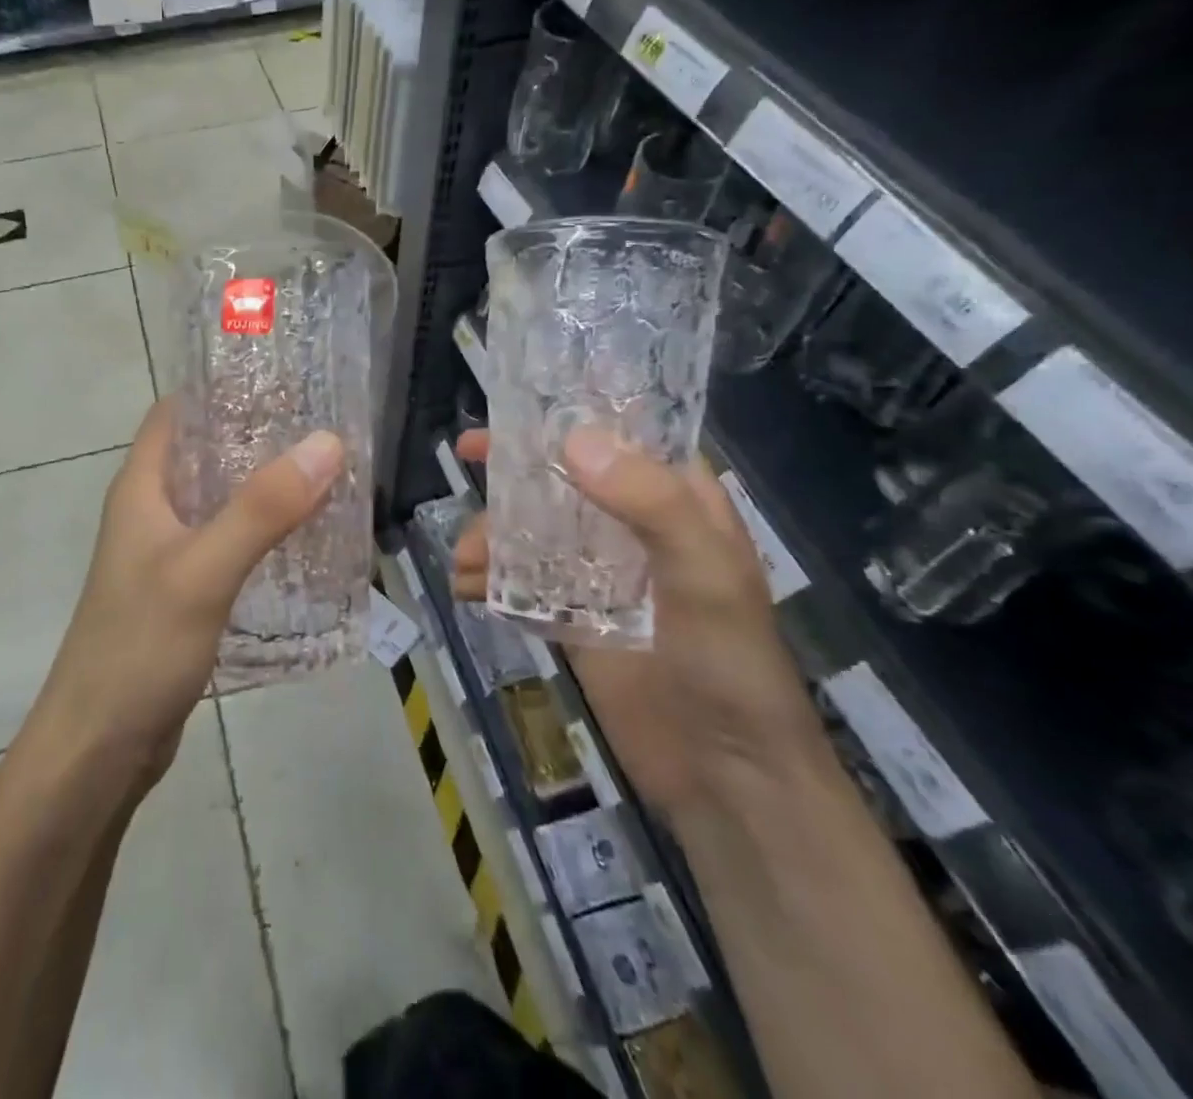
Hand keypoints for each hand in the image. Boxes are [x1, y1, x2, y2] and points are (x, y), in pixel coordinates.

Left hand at [36, 398, 343, 779]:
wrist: (98, 748)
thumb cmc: (139, 648)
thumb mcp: (204, 571)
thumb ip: (263, 509)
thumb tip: (328, 443)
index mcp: (141, 489)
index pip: (176, 414)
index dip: (221, 390)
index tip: (283, 381)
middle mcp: (149, 512)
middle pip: (203, 454)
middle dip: (255, 437)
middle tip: (322, 427)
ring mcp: (164, 555)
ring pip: (217, 501)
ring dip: (261, 486)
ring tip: (324, 474)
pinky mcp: (182, 593)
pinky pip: (224, 543)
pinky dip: (259, 531)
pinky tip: (301, 539)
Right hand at [450, 428, 821, 822]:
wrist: (727, 780)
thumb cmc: (730, 665)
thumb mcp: (704, 575)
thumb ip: (647, 502)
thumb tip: (570, 440)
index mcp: (676, 505)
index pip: (620, 441)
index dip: (567, 420)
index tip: (513, 412)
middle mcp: (634, 530)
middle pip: (561, 482)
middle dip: (511, 474)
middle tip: (463, 457)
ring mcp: (600, 577)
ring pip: (532, 532)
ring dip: (491, 535)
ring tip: (461, 559)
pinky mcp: (574, 619)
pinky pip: (522, 584)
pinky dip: (489, 580)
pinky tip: (462, 589)